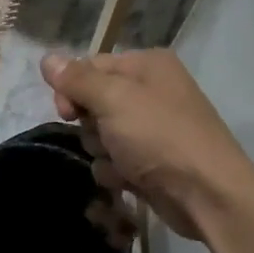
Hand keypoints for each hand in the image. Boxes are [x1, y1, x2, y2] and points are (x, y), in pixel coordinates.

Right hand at [42, 50, 253, 241]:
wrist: (207, 194)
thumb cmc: (159, 137)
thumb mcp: (114, 100)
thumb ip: (77, 80)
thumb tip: (47, 58)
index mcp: (147, 66)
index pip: (90, 67)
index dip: (72, 90)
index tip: (66, 113)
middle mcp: (151, 91)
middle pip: (94, 102)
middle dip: (91, 125)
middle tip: (105, 138)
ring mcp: (152, 129)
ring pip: (101, 135)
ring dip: (102, 152)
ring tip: (123, 163)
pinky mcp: (151, 161)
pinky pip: (115, 161)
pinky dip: (117, 172)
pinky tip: (130, 181)